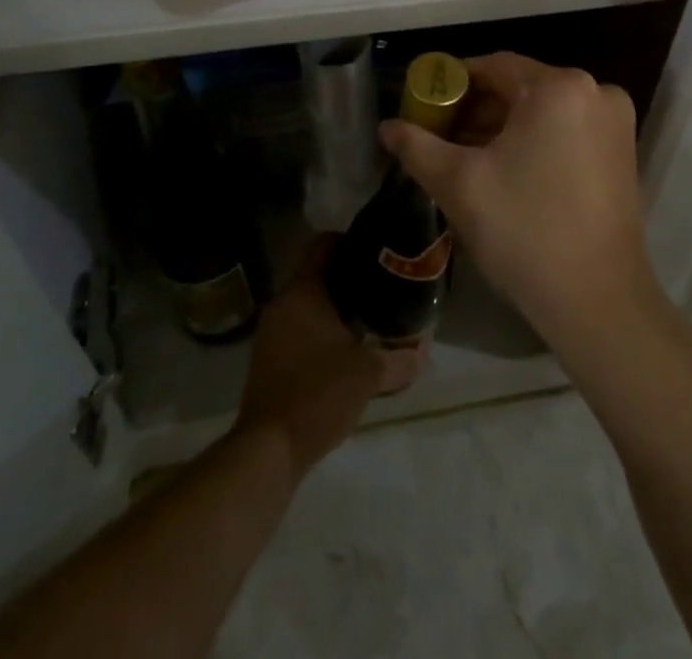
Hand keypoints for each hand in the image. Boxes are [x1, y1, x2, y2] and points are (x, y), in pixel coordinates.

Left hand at [234, 237, 422, 473]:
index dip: (351, 241)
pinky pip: (298, 329)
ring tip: (368, 316)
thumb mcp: (368, 374)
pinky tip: (345, 349)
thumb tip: (424, 351)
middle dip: (347, 278)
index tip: (376, 252)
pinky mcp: (267, 360)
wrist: (268, 450)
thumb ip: (400, 358)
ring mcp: (270, 332)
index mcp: (302, 291)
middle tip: (380, 285)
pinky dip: (319, 330)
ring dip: (333, 307)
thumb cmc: (319, 394)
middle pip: (316, 273)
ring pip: (306, 303)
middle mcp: (282, 303)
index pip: (324, 243)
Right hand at [378, 52, 655, 350]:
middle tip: (439, 134)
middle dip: (477, 108)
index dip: (453, 82)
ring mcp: (615, 123)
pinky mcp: (623, 152)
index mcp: (559, 87)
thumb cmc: (524, 231)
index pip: (494, 67)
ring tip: (464, 155)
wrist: (598, 302)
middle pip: (520, 87)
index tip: (424, 104)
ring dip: (503, 127)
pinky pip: (566, 129)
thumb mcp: (459, 184)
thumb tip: (387, 127)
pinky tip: (505, 169)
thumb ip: (417, 146)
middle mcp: (596, 92)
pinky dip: (534, 140)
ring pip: (543, 110)